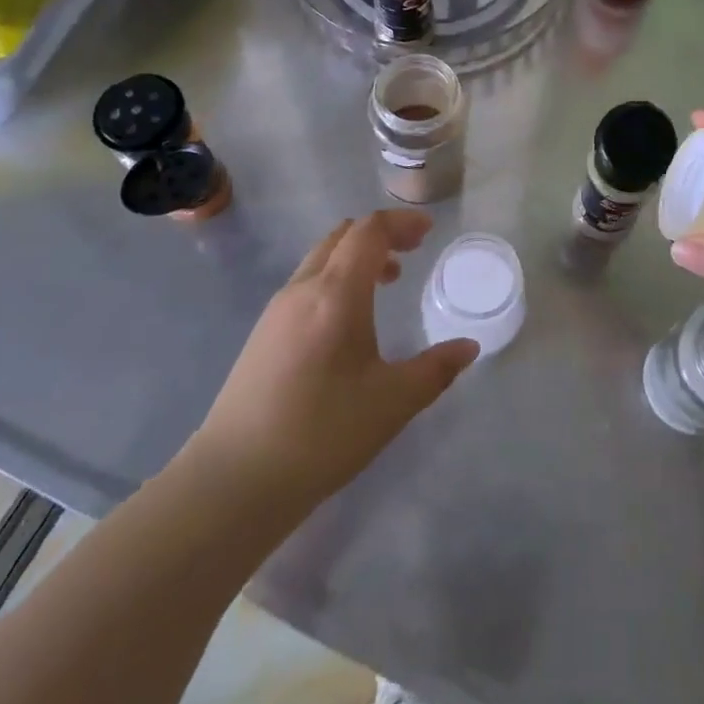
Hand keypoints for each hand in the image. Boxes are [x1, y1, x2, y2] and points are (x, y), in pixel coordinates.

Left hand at [191, 210, 478, 509]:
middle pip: (342, 236)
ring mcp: (276, 311)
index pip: (369, 231)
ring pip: (320, 259)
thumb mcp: (393, 403)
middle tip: (412, 252)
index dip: (401, 223)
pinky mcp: (262, 334)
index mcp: (336, 294)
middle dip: (380, 235)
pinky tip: (348, 320)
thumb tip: (469, 347)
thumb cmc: (322, 434)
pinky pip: (306, 283)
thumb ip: (436, 369)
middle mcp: (302, 289)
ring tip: (386, 282)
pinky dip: (336, 278)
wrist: (234, 480)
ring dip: (356, 257)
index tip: (429, 232)